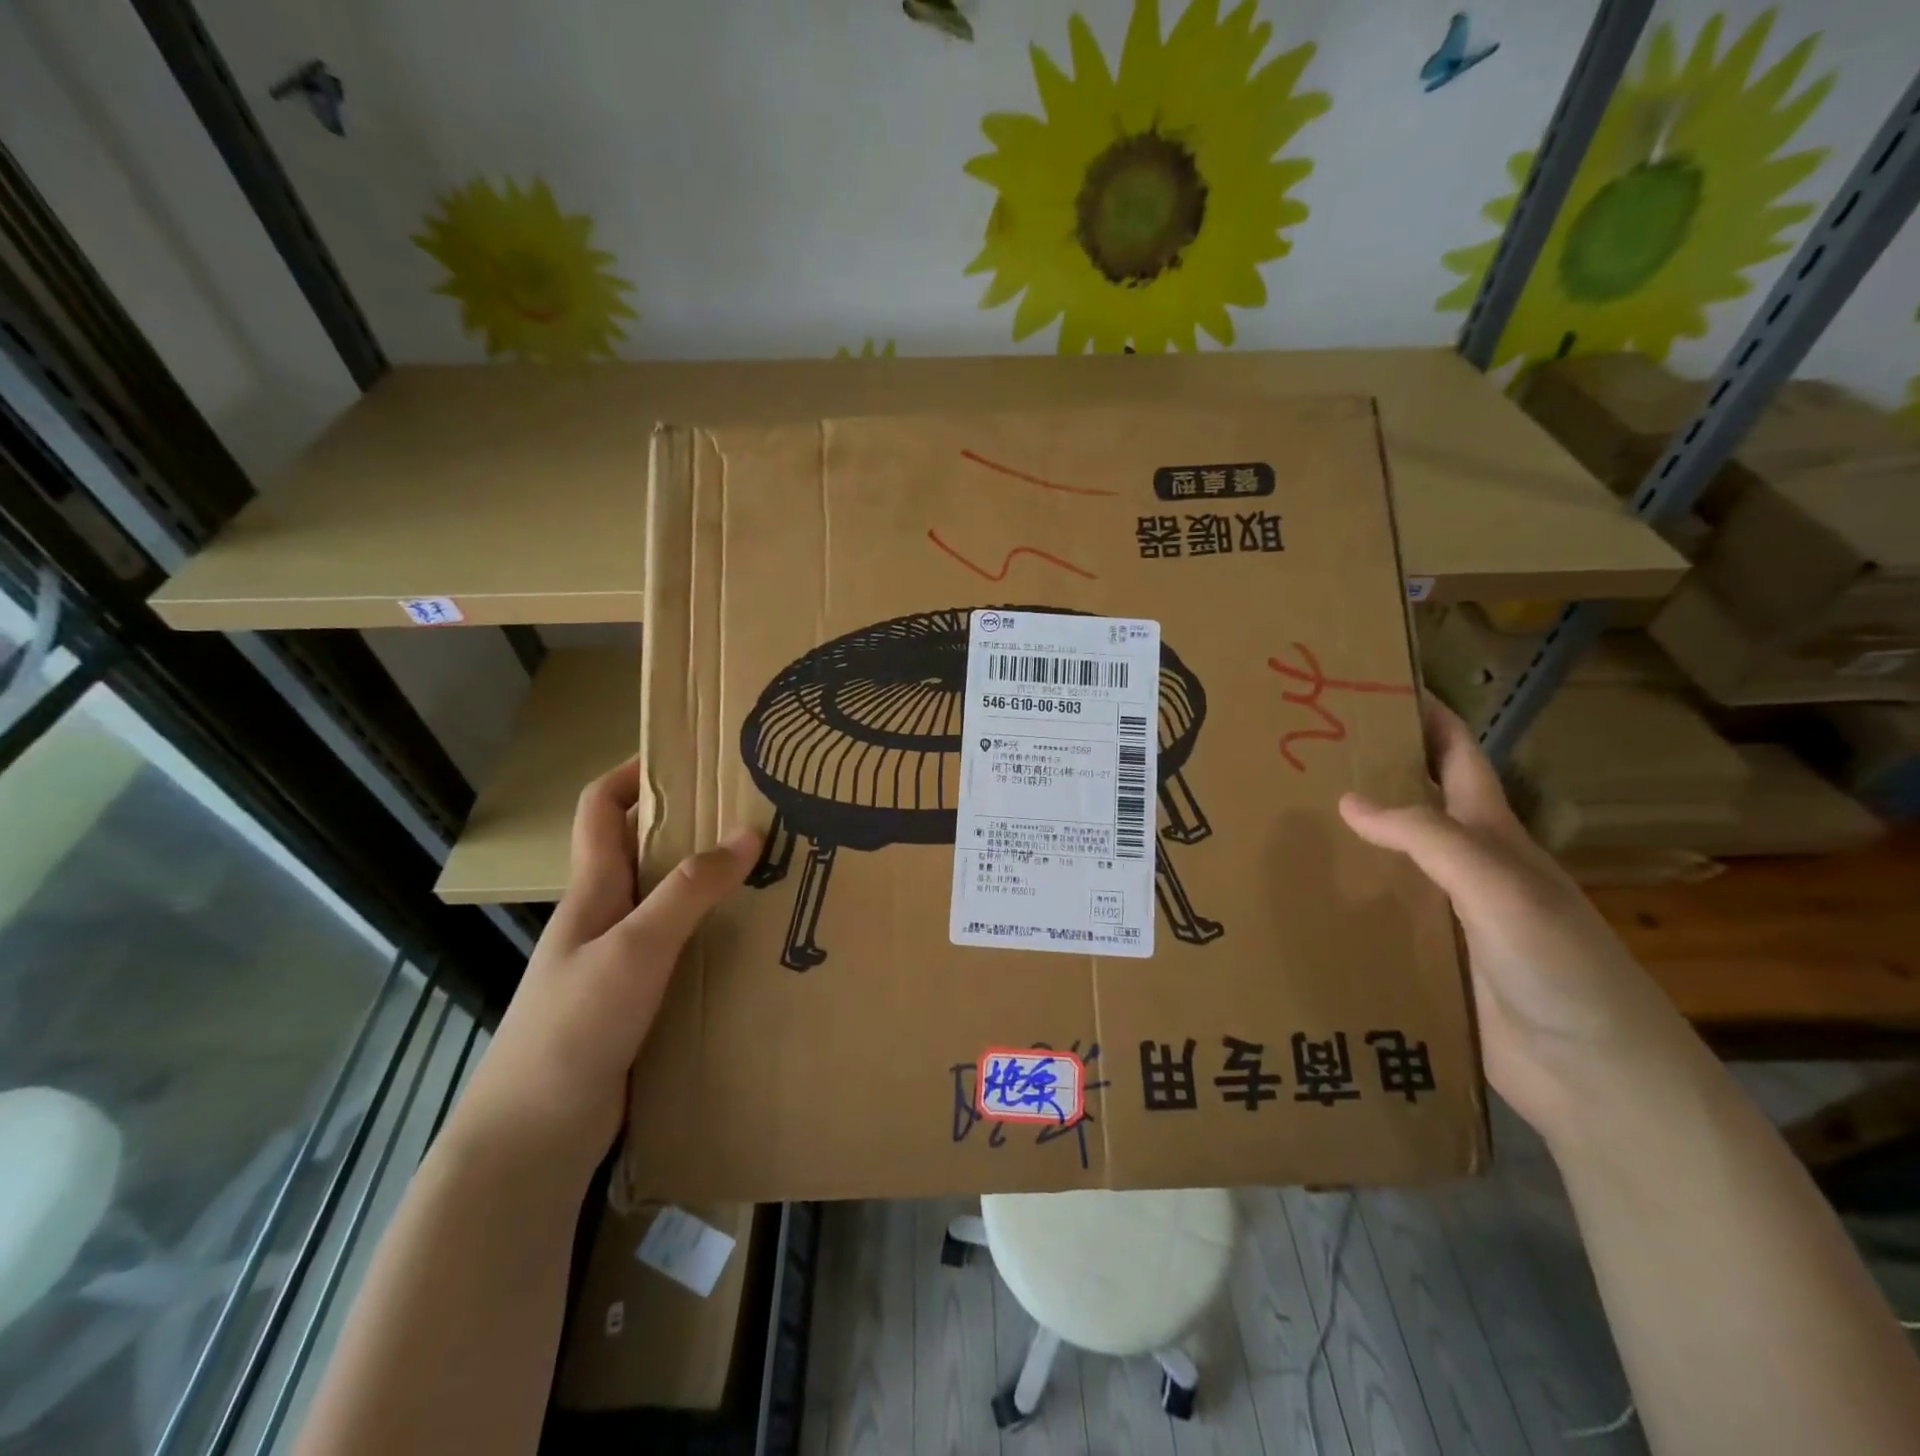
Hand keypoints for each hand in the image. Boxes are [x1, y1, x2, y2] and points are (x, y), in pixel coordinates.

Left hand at [445, 758, 758, 1179]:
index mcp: (593, 891)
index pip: (601, 810)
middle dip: (691, 825)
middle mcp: (605, 916)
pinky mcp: (638, 1000)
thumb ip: (690, 890)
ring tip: (769, 871)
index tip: (686, 755)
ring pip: (668, 902)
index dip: (633, 774)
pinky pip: (681, 948)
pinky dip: (713, 934)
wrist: (534, 1138)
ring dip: (709, 882)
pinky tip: (752, 942)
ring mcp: (620, 961)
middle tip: (753, 813)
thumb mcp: (636, 947)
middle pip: (643, 850)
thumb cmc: (574, 1027)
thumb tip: (748, 831)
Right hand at [1337, 698, 1699, 1142]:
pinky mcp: (1428, 957)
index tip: (1373, 687)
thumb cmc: (1560, 967)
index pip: (1458, 756)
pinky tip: (1298, 895)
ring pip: (1387, 859)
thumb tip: (1347, 799)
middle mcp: (1466, 865)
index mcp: (1492, 835)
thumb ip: (1429, 839)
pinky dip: (1342, 897)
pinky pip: (1376, 914)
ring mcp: (1446, 913)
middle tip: (1298, 754)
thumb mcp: (1501, 888)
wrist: (1594, 1077)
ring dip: (1344, 838)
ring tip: (1280, 818)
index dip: (1426, 717)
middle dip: (1366, 772)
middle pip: (1412, 803)